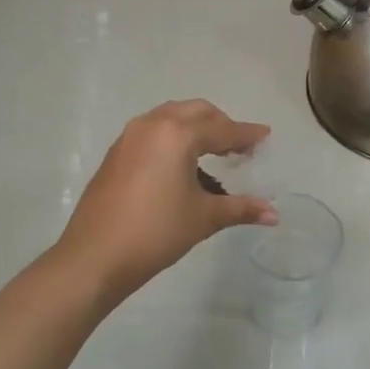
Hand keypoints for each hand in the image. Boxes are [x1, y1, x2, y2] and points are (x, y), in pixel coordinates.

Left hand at [57, 100, 275, 297]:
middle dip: (221, 125)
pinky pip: (153, 133)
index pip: (222, 129)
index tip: (265, 136)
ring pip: (171, 118)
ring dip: (195, 129)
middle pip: (196, 112)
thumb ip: (241, 208)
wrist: (95, 256)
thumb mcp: (204, 217)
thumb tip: (273, 214)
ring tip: (213, 154)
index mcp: (177, 134)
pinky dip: (173, 139)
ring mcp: (129, 137)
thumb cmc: (156, 231)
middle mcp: (152, 125)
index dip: (247, 135)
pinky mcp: (116, 154)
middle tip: (239, 147)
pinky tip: (181, 167)